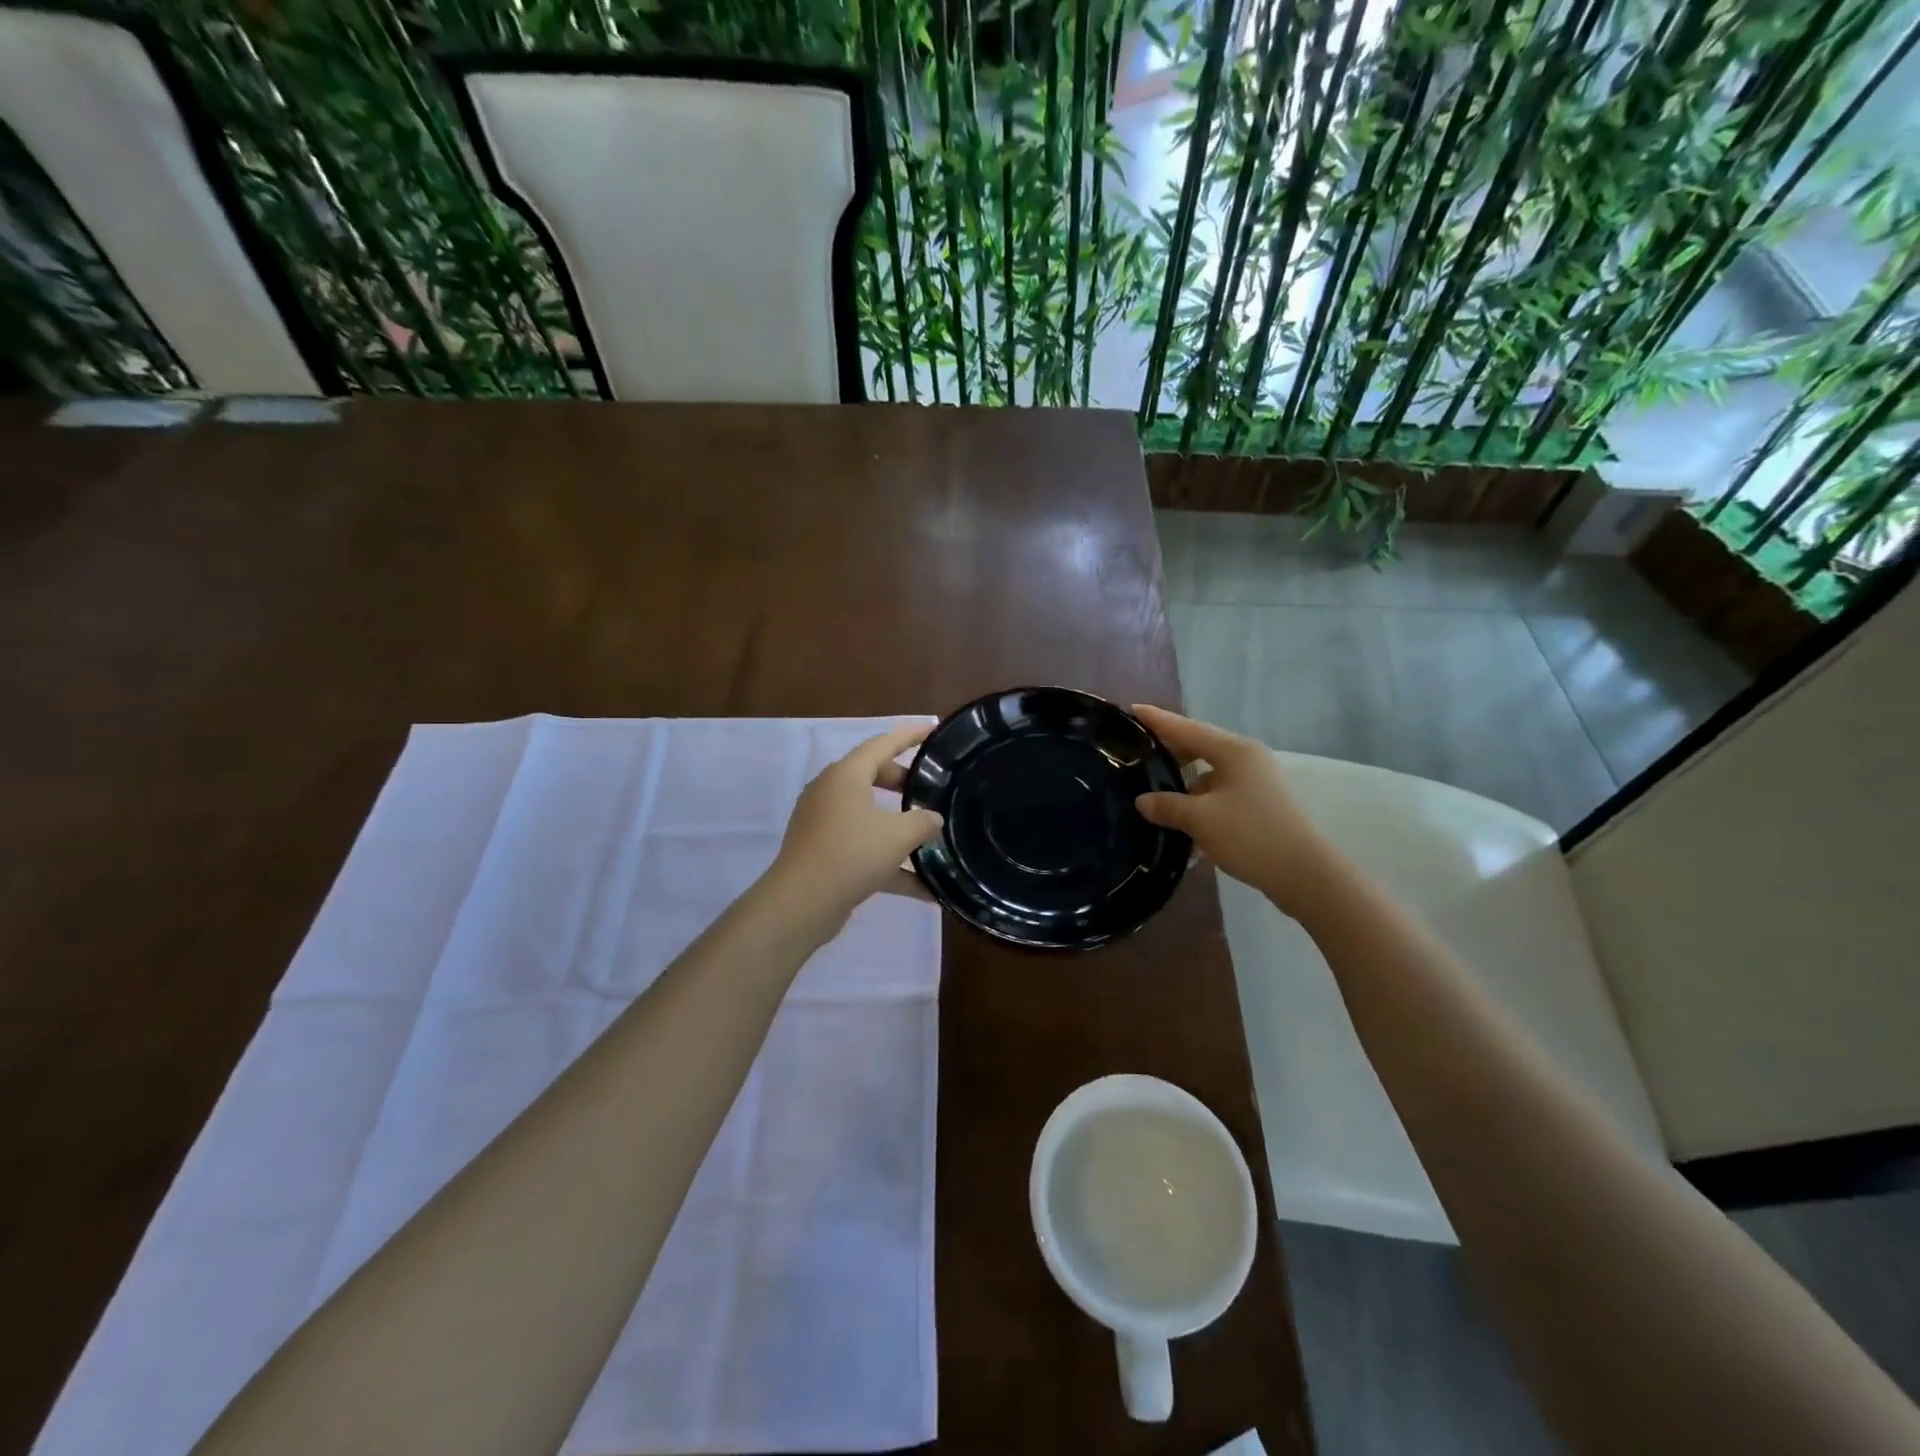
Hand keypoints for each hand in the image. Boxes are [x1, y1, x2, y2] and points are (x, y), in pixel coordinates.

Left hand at [764, 723, 944, 926]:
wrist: (801, 903)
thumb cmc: (851, 854)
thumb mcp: (898, 836)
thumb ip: (923, 822)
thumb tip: (933, 819)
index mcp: (846, 775)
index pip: (882, 744)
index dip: (909, 736)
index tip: (932, 731)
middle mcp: (831, 792)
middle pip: (872, 776)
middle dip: (903, 783)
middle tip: (931, 790)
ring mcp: (823, 823)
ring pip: (868, 815)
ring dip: (898, 827)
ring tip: (930, 836)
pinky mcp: (822, 851)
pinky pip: (862, 847)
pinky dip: (889, 862)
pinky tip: (923, 889)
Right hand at [1131, 705, 1342, 918]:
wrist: (1305, 875)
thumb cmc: (1250, 836)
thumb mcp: (1200, 820)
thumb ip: (1168, 806)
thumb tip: (1143, 801)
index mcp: (1234, 751)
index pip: (1186, 728)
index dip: (1158, 720)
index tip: (1133, 709)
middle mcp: (1247, 759)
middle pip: (1200, 748)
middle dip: (1170, 753)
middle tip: (1137, 753)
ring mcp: (1258, 783)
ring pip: (1210, 776)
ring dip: (1184, 786)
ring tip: (1155, 796)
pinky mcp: (1261, 806)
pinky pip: (1221, 796)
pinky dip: (1201, 806)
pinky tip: (1183, 827)